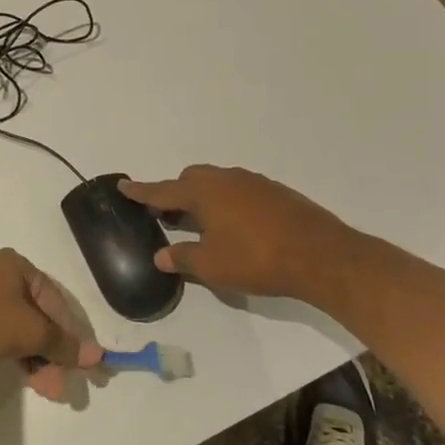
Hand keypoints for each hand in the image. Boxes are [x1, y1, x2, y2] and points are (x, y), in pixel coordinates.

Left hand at [0, 249, 102, 401]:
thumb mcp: (30, 332)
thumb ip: (64, 344)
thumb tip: (98, 356)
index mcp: (17, 265)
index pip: (57, 302)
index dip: (75, 335)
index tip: (88, 365)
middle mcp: (0, 273)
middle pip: (40, 316)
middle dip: (54, 353)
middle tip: (63, 386)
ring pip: (21, 327)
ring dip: (38, 359)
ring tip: (47, 389)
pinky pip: (2, 332)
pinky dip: (17, 353)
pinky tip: (27, 377)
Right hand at [120, 166, 360, 304]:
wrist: (321, 256)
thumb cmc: (257, 259)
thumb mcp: (212, 265)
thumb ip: (183, 258)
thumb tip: (161, 255)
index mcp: (203, 192)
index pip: (163, 190)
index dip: (141, 191)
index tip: (123, 186)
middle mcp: (225, 179)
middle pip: (190, 180)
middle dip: (175, 194)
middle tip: (167, 215)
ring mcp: (253, 182)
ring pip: (217, 183)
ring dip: (203, 198)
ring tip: (200, 223)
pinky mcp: (275, 192)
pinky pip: (238, 191)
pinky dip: (226, 203)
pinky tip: (235, 226)